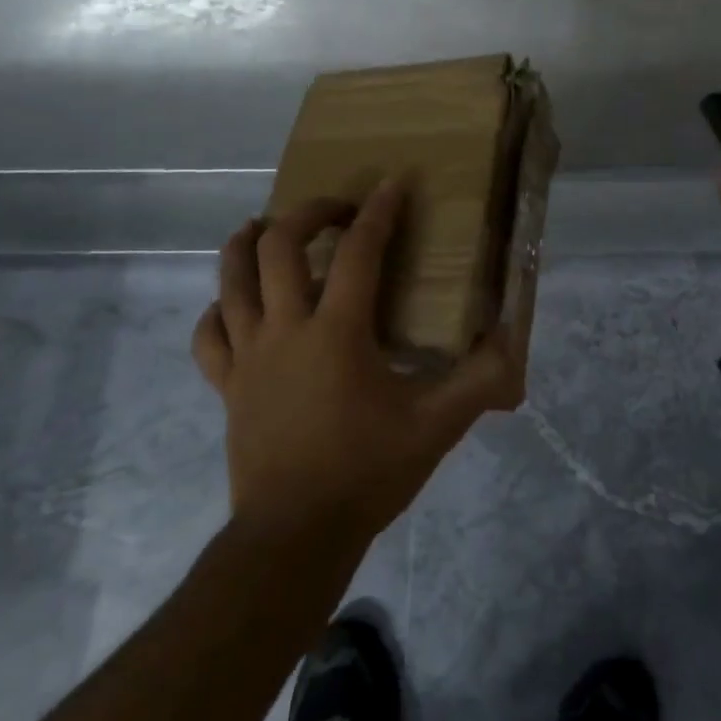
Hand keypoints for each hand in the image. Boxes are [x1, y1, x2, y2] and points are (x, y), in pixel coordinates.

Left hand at [192, 180, 523, 545]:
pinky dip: (219, 308)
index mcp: (337, 332)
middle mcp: (286, 329)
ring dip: (247, 243)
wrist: (295, 537)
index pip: (358, 251)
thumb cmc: (366, 472)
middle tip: (334, 208)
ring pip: (231, 279)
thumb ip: (479, 382)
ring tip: (267, 226)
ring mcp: (249, 355)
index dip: (379, 211)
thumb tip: (512, 343)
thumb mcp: (436, 426)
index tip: (392, 183)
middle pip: (279, 245)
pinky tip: (234, 305)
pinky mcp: (227, 385)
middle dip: (307, 212)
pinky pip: (208, 334)